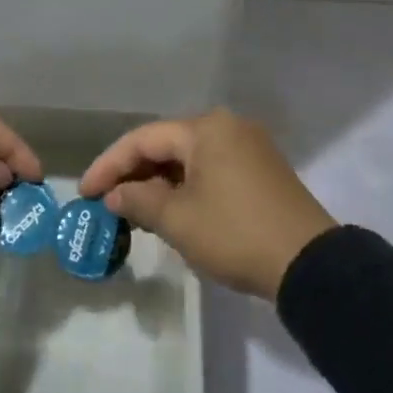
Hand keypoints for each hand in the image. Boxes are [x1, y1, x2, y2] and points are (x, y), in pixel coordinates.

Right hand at [78, 108, 335, 299]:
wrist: (309, 264)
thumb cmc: (235, 234)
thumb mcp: (178, 219)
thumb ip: (138, 200)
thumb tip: (114, 195)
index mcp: (206, 129)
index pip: (143, 139)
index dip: (108, 165)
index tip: (83, 192)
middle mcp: (228, 127)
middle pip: (167, 145)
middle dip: (133, 174)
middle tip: (105, 202)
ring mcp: (249, 147)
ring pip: (189, 159)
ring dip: (158, 183)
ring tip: (132, 211)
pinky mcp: (261, 171)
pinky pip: (210, 170)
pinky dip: (185, 187)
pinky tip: (169, 210)